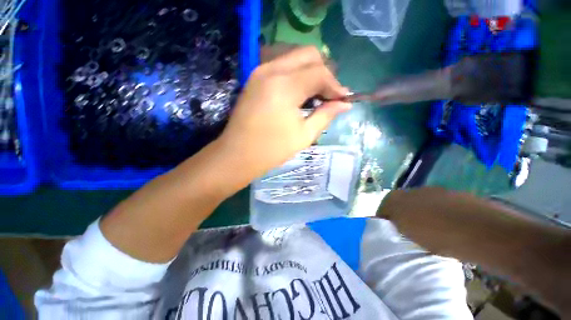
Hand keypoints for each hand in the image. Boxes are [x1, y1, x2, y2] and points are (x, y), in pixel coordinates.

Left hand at [216, 46, 350, 180]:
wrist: (238, 154)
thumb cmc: (272, 149)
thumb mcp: (304, 135)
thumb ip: (326, 114)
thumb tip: (345, 104)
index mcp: (285, 86)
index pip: (320, 73)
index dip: (335, 86)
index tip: (343, 99)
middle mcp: (272, 70)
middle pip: (308, 54)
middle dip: (324, 72)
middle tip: (329, 95)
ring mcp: (260, 71)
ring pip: (294, 57)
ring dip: (310, 71)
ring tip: (316, 94)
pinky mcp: (254, 78)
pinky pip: (281, 65)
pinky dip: (296, 74)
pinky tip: (299, 92)